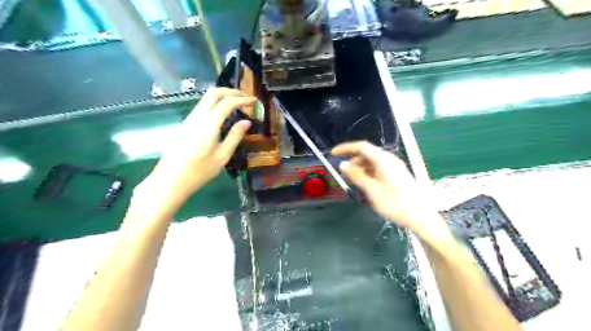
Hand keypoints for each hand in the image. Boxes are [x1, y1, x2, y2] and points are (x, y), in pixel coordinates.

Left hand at [140, 88, 256, 204]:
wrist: (170, 180)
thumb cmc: (199, 172)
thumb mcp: (222, 156)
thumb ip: (235, 137)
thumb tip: (246, 122)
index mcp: (208, 125)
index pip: (226, 103)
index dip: (242, 99)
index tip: (254, 101)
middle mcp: (197, 117)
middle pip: (213, 93)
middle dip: (230, 91)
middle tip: (245, 97)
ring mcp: (188, 120)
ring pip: (205, 99)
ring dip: (222, 97)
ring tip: (237, 105)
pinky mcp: (185, 125)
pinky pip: (202, 107)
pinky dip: (214, 105)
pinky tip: (222, 115)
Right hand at [332, 141, 447, 241]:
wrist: (421, 217)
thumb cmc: (395, 203)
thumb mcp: (372, 190)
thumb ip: (357, 175)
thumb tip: (343, 164)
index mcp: (384, 160)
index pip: (362, 146)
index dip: (346, 148)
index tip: (333, 154)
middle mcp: (390, 159)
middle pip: (367, 153)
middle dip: (353, 161)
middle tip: (344, 174)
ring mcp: (395, 167)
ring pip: (373, 161)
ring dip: (361, 168)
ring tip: (354, 182)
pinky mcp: (398, 174)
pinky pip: (379, 168)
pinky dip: (369, 173)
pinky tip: (366, 184)